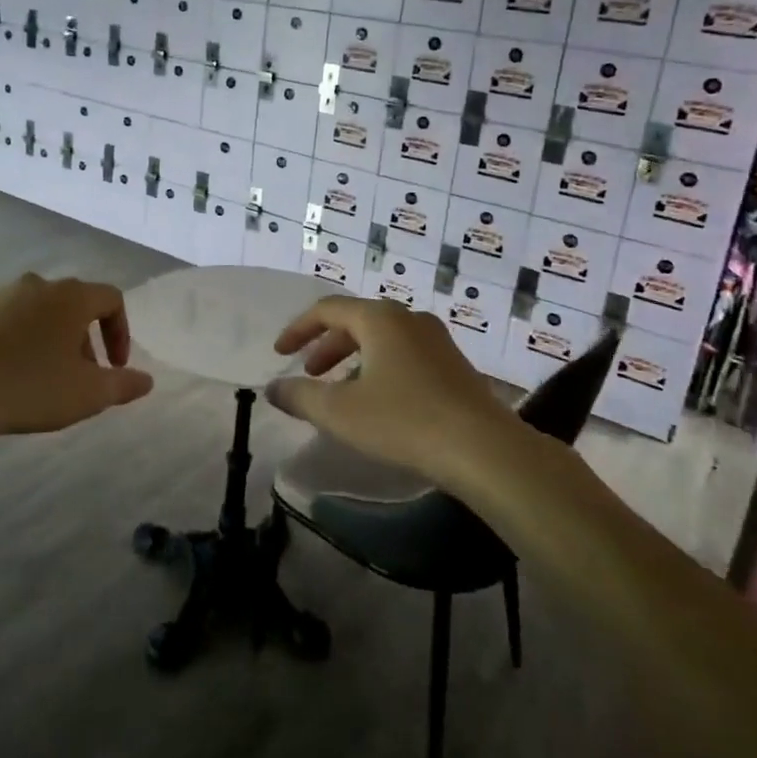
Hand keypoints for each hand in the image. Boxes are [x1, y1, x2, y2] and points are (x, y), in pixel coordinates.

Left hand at [0, 273, 154, 444]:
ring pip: (42, 312)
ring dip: (55, 340)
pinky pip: (11, 321)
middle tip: (83, 378)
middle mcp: (38, 284)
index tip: (116, 367)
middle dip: (87, 340)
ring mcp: (1, 295)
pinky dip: (23, 341)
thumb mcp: (87, 393)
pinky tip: (12, 375)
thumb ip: (123, 384)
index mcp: (71, 296)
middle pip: (76, 305)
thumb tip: (146, 380)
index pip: (111, 299)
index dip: (121, 332)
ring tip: (47, 379)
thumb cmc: (29, 388)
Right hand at [264, 296, 516, 485]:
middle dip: (326, 345)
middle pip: (356, 321)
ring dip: (353, 358)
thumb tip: (273, 388)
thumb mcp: (340, 412)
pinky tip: (379, 401)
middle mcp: (408, 318)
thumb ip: (300, 396)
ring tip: (341, 390)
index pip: (327, 309)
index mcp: (379, 318)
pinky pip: (404, 354)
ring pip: (382, 338)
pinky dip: (379, 367)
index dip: (298, 329)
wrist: (484, 449)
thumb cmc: (403, 421)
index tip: (279, 353)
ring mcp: (436, 340)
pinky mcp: (454, 364)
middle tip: (309, 373)